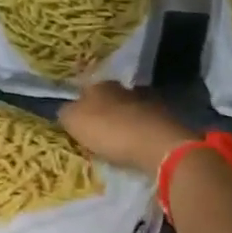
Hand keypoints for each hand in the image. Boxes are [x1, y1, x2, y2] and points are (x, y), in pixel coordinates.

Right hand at [59, 82, 197, 176]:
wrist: (158, 146)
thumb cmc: (111, 131)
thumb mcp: (74, 121)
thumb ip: (66, 113)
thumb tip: (66, 110)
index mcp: (101, 85)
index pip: (86, 88)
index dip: (80, 102)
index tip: (76, 118)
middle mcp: (125, 89)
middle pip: (109, 99)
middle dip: (103, 112)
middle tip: (94, 131)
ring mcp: (148, 103)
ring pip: (129, 111)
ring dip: (122, 123)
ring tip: (114, 143)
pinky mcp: (165, 122)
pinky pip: (144, 126)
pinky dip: (138, 135)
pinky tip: (133, 147)